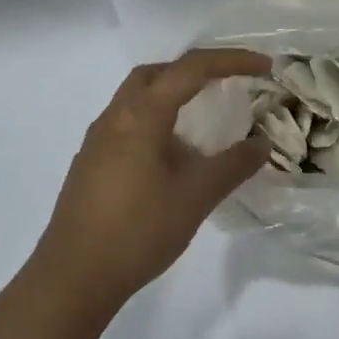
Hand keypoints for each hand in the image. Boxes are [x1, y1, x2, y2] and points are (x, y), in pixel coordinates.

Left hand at [32, 48, 270, 314]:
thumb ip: (233, 165)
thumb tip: (261, 143)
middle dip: (196, 70)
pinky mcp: (91, 163)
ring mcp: (98, 140)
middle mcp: (115, 117)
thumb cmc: (138, 230)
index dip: (231, 61)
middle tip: (228, 84)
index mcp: (141, 115)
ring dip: (173, 95)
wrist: (73, 277)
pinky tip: (173, 155)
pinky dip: (157, 120)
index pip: (191, 69)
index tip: (265, 67)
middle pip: (157, 73)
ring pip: (138, 97)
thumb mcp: (196, 196)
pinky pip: (129, 122)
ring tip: (204, 119)